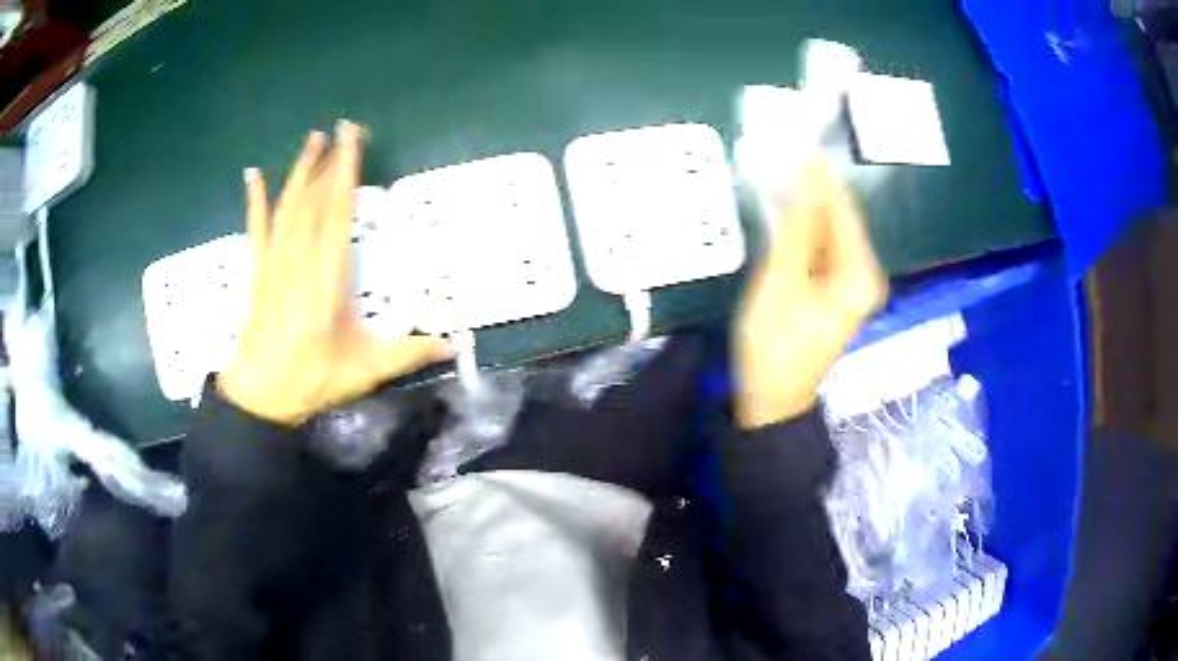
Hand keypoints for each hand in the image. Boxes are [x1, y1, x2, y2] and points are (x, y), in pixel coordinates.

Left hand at [219, 121, 454, 425]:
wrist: (261, 396)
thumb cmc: (313, 378)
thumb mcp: (367, 369)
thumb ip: (411, 352)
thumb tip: (458, 344)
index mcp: (327, 274)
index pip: (338, 210)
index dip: (345, 170)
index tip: (352, 137)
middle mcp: (299, 257)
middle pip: (314, 199)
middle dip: (328, 160)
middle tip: (341, 127)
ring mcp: (274, 262)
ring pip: (287, 206)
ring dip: (300, 170)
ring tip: (312, 139)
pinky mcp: (258, 271)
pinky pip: (257, 228)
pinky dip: (254, 201)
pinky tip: (252, 175)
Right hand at [734, 161, 887, 428]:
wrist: (772, 398)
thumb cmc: (775, 344)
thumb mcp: (783, 280)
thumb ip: (798, 226)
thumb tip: (806, 176)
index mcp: (860, 273)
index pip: (843, 209)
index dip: (821, 176)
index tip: (798, 143)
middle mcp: (864, 273)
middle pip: (839, 219)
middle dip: (811, 189)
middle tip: (781, 154)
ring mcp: (851, 282)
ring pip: (829, 231)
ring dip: (804, 208)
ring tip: (777, 175)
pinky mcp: (835, 288)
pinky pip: (821, 248)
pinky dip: (802, 230)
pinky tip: (782, 212)